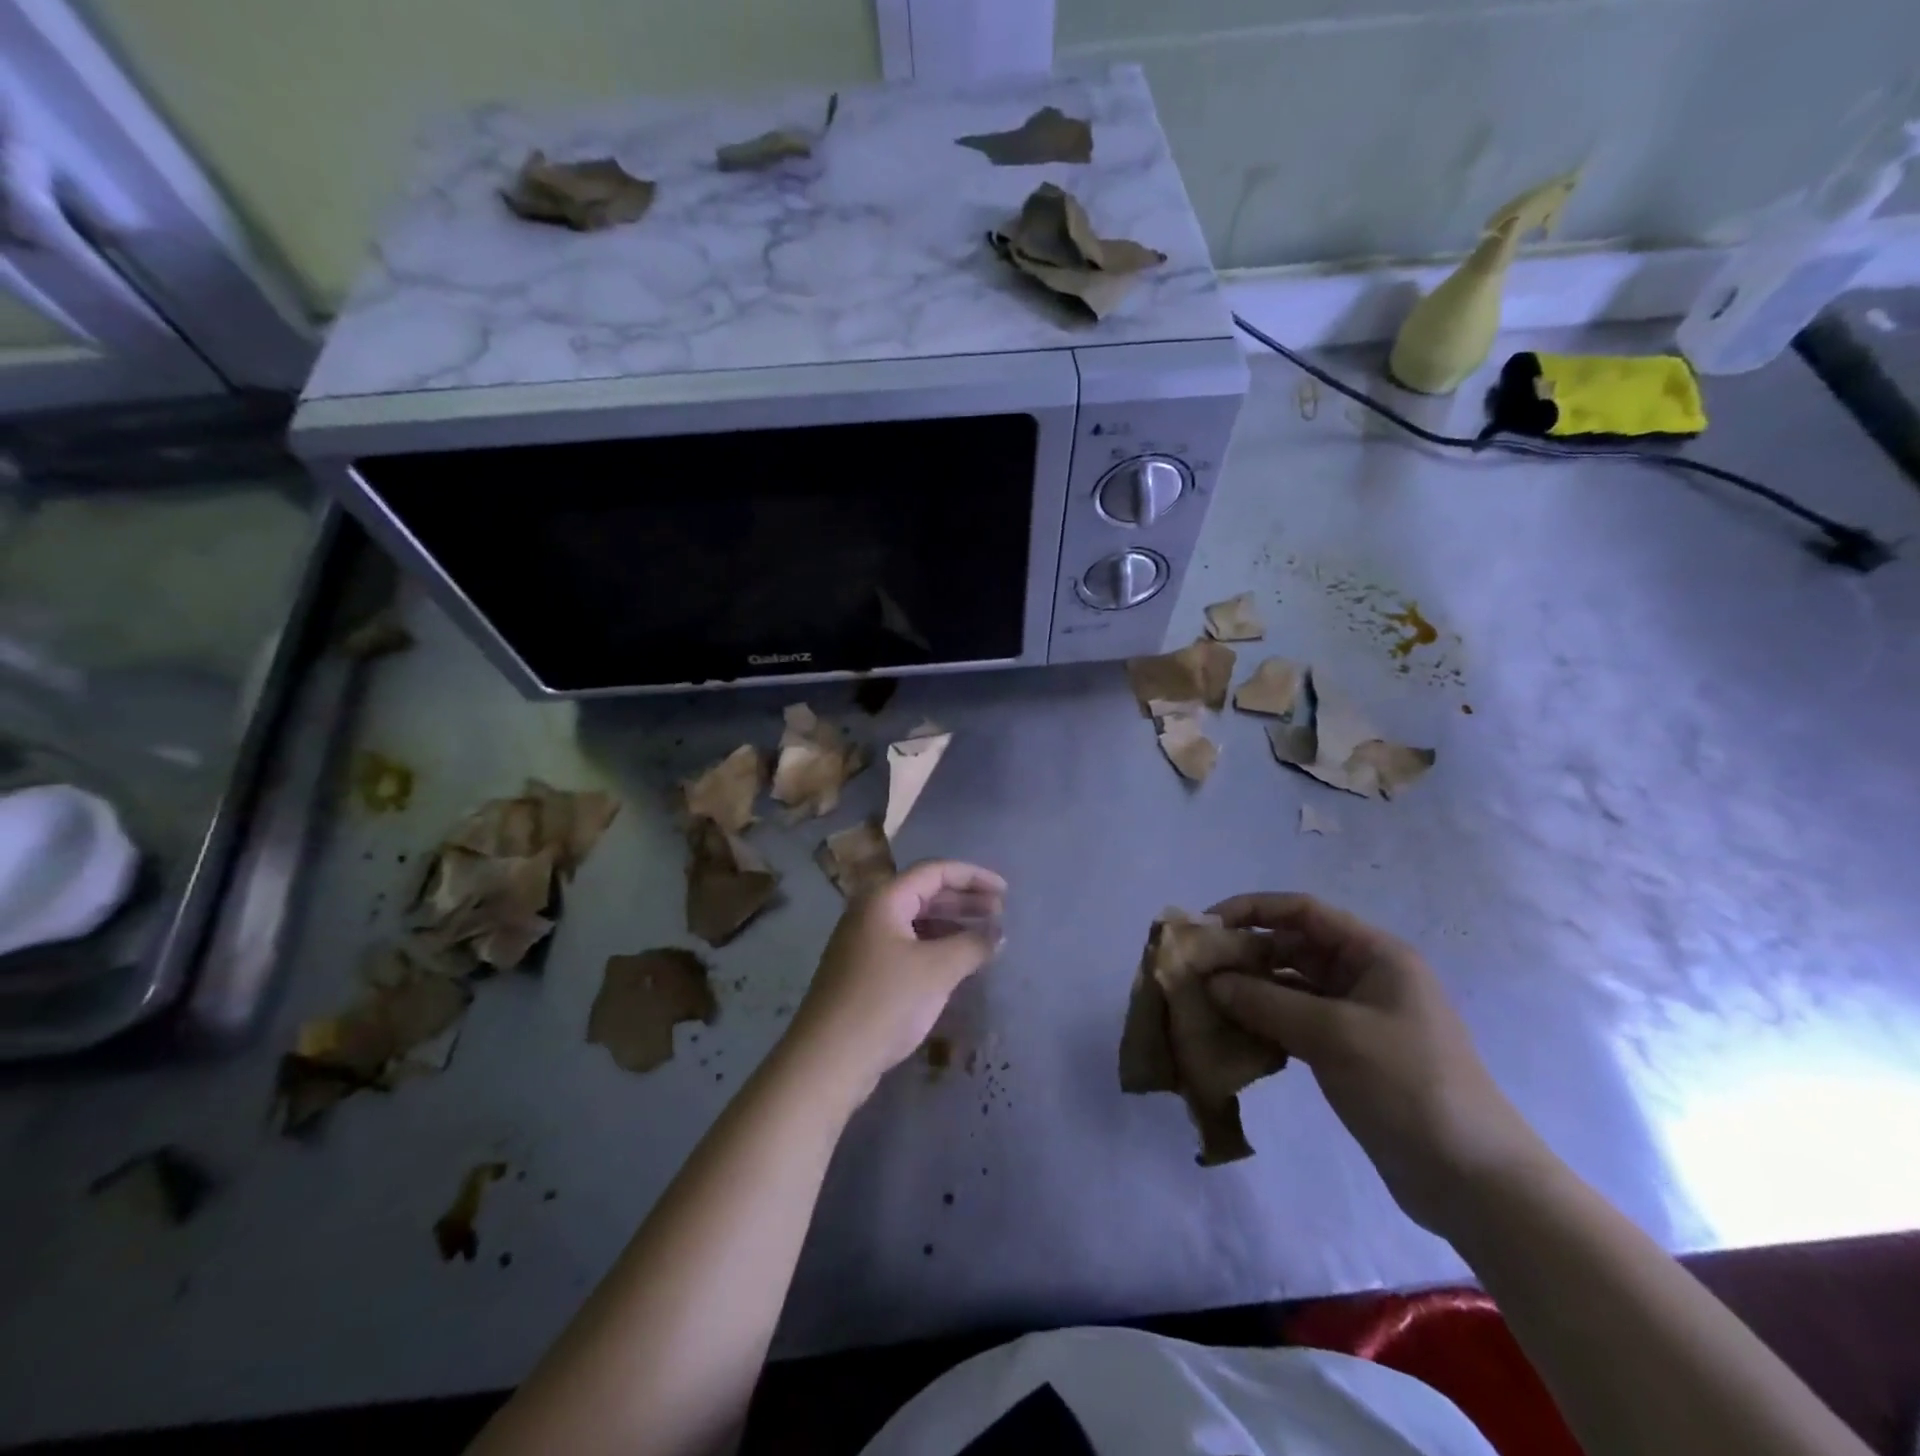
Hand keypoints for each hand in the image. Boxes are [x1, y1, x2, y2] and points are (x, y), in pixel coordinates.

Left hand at [787, 860, 1006, 1100]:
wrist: (828, 1059)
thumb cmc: (885, 1002)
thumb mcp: (937, 970)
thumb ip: (973, 944)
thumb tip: (999, 932)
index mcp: (884, 899)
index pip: (934, 871)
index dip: (973, 877)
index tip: (1006, 892)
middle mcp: (871, 912)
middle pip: (924, 893)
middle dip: (965, 900)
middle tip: (1001, 913)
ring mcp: (864, 942)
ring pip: (916, 920)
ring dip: (952, 924)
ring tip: (985, 937)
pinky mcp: (864, 970)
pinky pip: (907, 944)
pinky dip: (935, 946)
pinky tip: (957, 962)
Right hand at [1206, 893, 1548, 1233]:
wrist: (1472, 1180)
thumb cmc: (1408, 1085)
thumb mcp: (1334, 1034)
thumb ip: (1267, 1002)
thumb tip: (1212, 982)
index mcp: (1375, 954)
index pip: (1303, 911)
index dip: (1253, 909)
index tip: (1207, 927)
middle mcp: (1364, 976)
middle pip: (1292, 947)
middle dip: (1244, 953)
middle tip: (1196, 970)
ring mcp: (1356, 1016)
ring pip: (1289, 986)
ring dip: (1249, 990)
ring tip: (1204, 1002)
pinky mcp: (1347, 1052)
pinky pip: (1294, 1021)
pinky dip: (1264, 1022)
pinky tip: (1233, 1034)